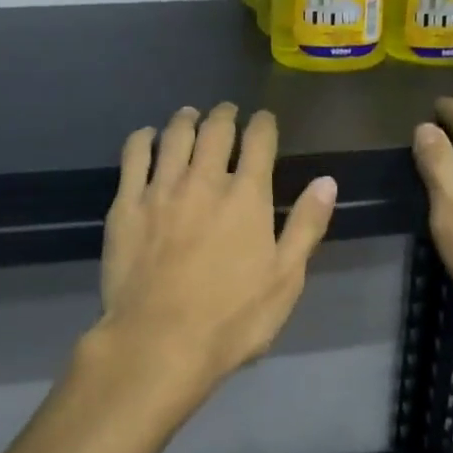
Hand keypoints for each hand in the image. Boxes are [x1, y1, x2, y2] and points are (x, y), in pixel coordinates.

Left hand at [92, 103, 337, 425]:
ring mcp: (161, 189)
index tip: (264, 119)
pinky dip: (143, 139)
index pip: (259, 142)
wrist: (158, 341)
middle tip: (228, 111)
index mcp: (247, 196)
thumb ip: (307, 225)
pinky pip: (133, 157)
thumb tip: (327, 181)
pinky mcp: (126, 205)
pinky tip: (147, 136)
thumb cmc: (232, 318)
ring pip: (174, 136)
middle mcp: (204, 181)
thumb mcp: (286, 279)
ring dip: (186, 119)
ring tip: (190, 114)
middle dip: (225, 114)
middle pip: (216, 131)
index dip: (264, 124)